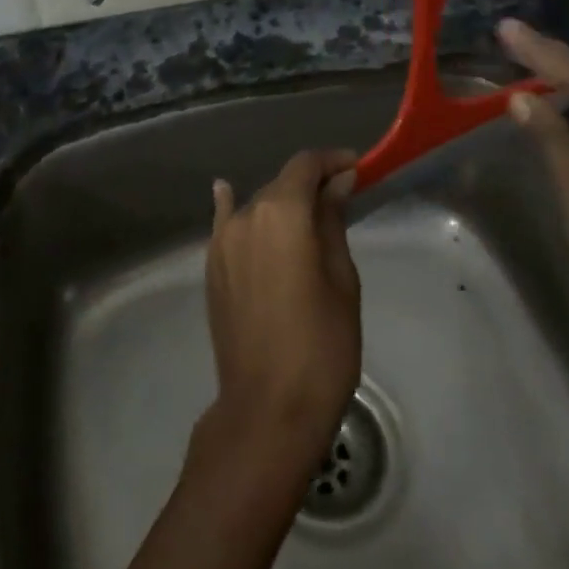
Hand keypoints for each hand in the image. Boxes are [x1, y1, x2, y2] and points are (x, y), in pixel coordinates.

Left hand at [201, 150, 361, 481]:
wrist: (269, 407)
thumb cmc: (322, 344)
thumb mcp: (341, 279)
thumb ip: (332, 222)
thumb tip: (337, 183)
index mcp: (282, 212)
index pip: (305, 166)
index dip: (331, 161)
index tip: (356, 168)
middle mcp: (245, 216)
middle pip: (281, 184)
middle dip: (311, 184)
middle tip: (341, 197)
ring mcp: (221, 241)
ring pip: (257, 206)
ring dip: (282, 204)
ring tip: (307, 216)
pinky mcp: (212, 267)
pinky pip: (225, 225)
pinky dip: (231, 207)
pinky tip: (227, 193)